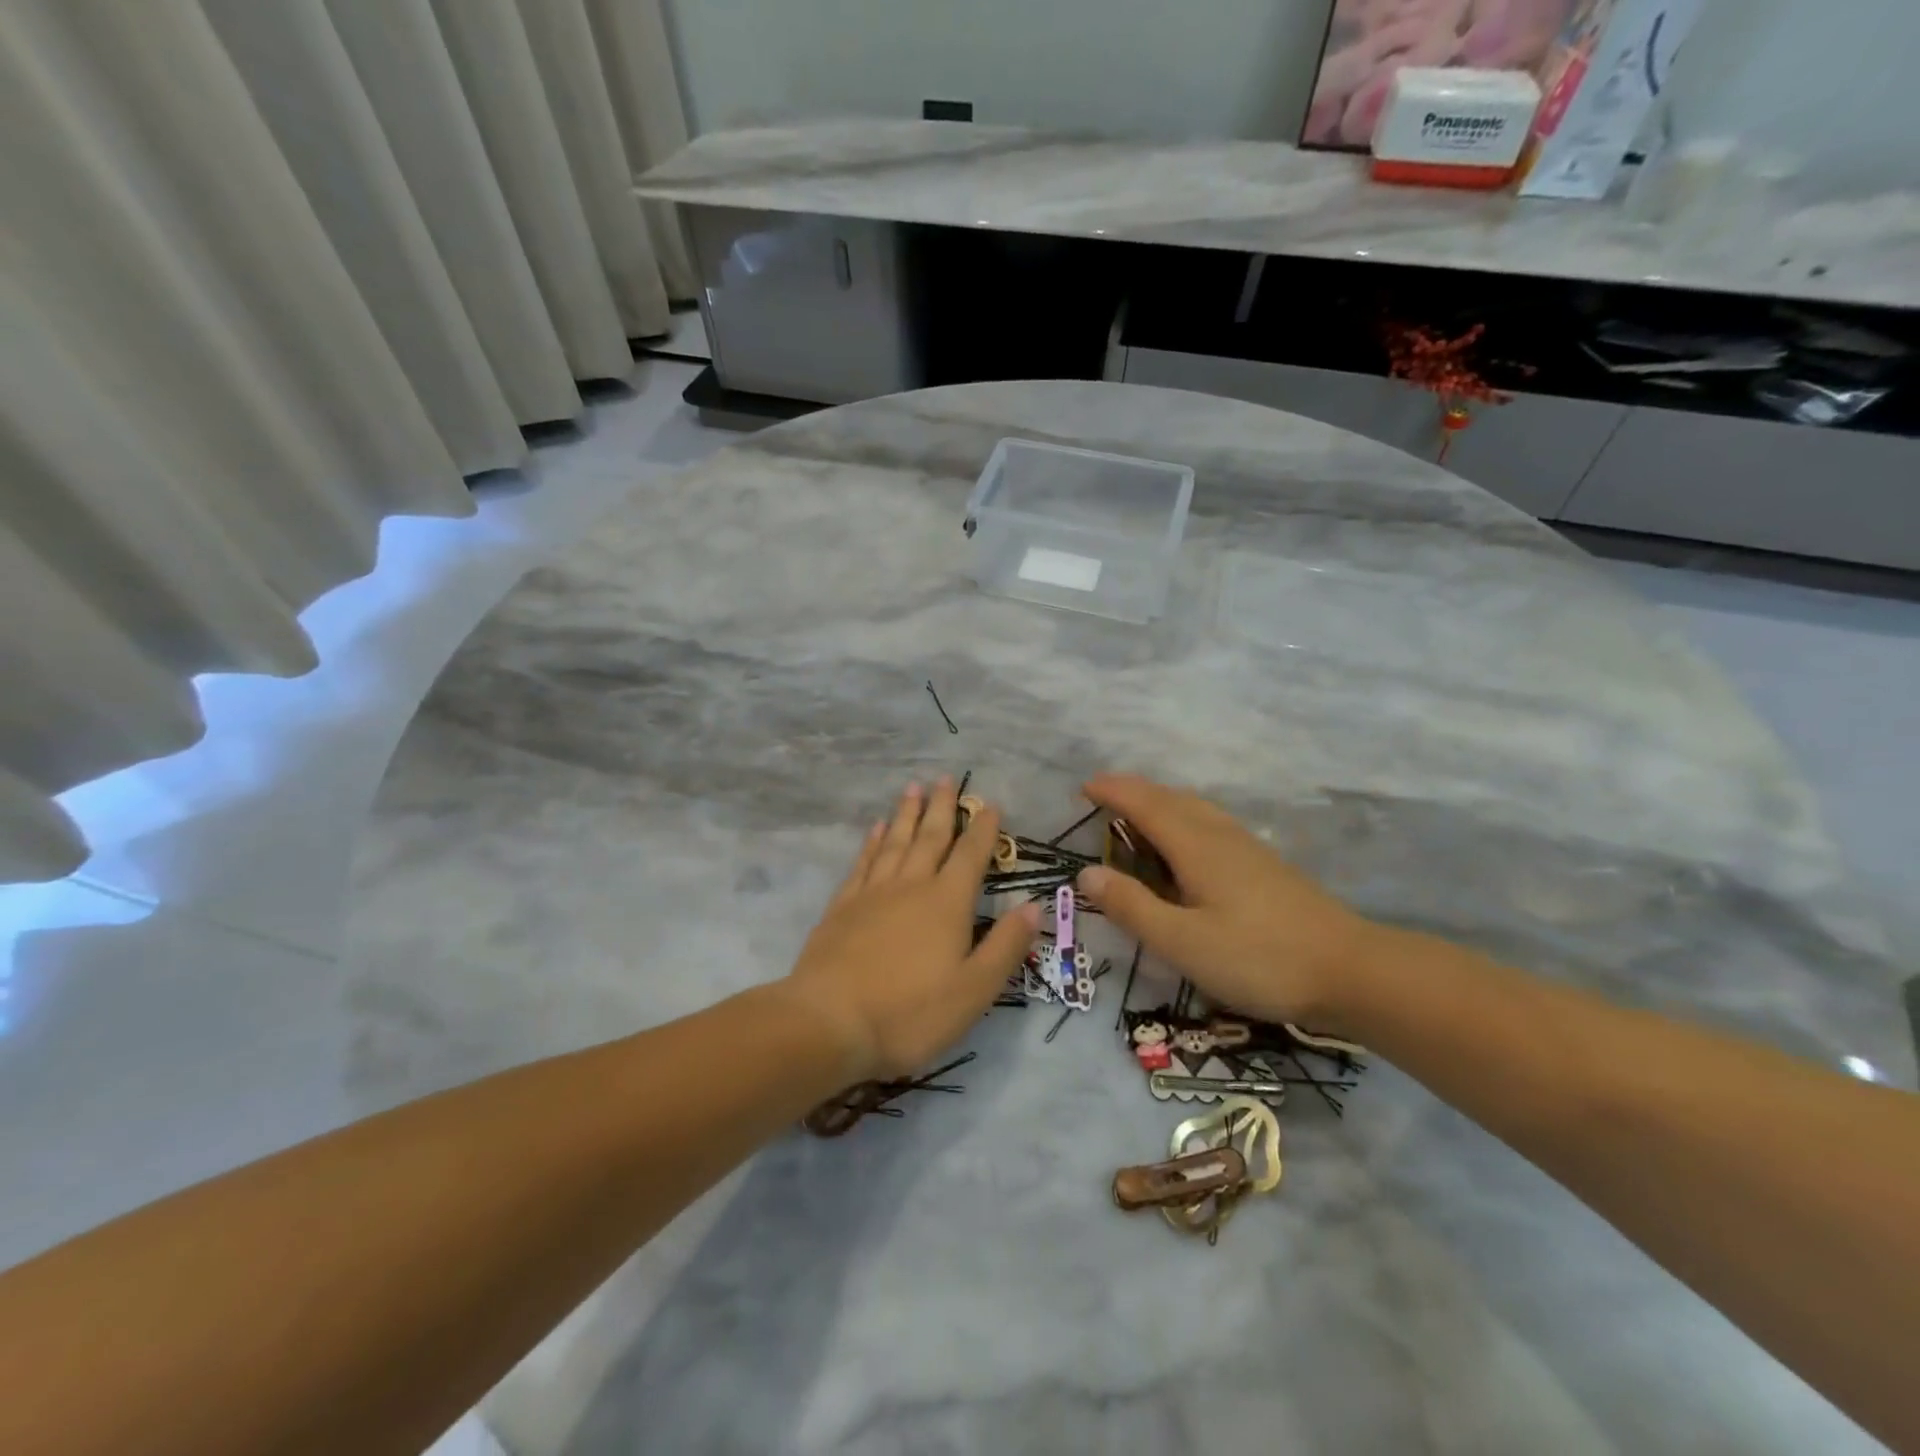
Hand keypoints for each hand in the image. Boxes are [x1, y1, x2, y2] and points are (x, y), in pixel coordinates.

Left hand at [781, 778, 1041, 1081]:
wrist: (829, 1023)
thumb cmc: (910, 1012)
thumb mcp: (974, 990)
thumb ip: (1005, 946)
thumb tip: (1034, 906)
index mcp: (947, 903)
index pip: (970, 855)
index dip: (983, 829)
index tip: (990, 804)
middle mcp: (911, 886)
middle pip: (930, 837)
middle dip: (942, 807)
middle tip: (945, 778)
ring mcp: (872, 893)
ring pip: (894, 841)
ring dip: (906, 814)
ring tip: (913, 788)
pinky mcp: (842, 906)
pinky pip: (863, 862)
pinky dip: (871, 841)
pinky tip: (875, 828)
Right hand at [1075, 774, 1377, 1029]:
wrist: (1351, 970)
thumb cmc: (1259, 957)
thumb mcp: (1182, 941)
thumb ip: (1133, 907)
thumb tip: (1087, 872)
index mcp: (1195, 846)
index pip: (1145, 804)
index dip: (1112, 791)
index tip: (1083, 785)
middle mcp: (1220, 835)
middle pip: (1170, 798)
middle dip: (1133, 790)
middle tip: (1102, 794)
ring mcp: (1247, 848)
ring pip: (1195, 808)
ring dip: (1160, 801)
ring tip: (1137, 813)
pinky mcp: (1265, 865)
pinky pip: (1211, 823)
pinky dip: (1183, 817)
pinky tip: (1188, 844)